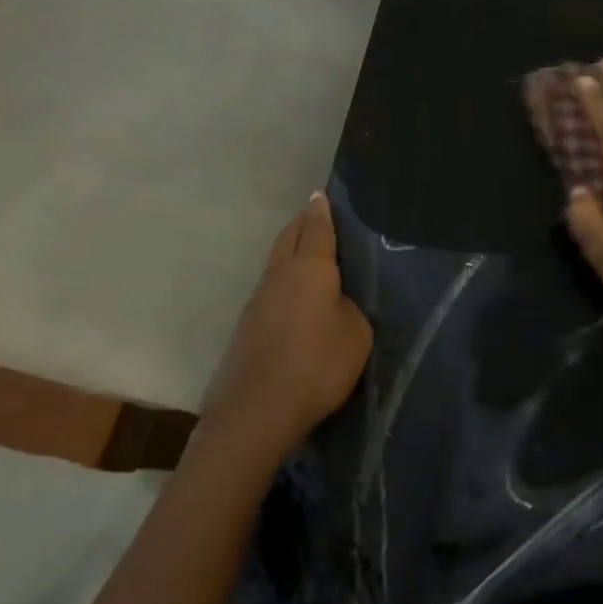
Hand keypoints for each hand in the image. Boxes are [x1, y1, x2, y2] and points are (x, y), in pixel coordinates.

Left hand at [200, 194, 373, 461]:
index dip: (321, 211)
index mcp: (309, 267)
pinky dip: (283, 279)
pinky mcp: (247, 324)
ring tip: (307, 251)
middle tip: (315, 216)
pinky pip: (270, 287)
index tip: (320, 194)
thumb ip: (349, 310)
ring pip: (276, 261)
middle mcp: (279, 274)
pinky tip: (293, 295)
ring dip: (290, 250)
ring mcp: (258, 298)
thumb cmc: (316, 365)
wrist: (257, 409)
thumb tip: (335, 304)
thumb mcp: (355, 336)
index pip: (316, 228)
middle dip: (302, 223)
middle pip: (289, 237)